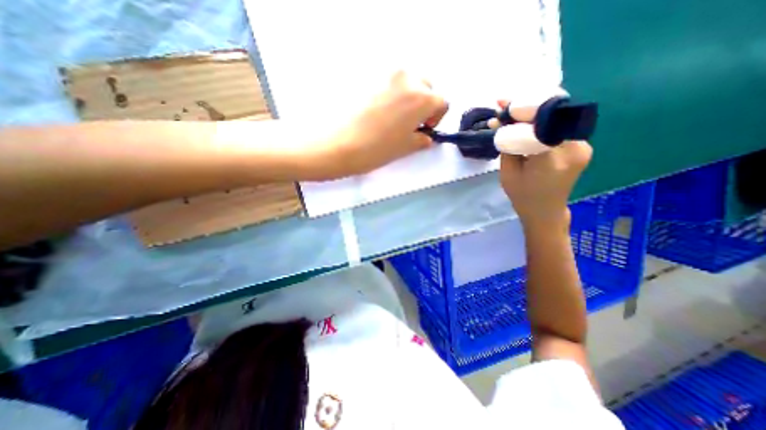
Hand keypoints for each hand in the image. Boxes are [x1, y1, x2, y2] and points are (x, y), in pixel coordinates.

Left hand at [319, 70, 449, 177]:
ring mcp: (386, 76)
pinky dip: (393, 95)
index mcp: (422, 97)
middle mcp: (407, 79)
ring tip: (398, 117)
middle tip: (413, 122)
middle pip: (427, 87)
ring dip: (410, 97)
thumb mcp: (407, 147)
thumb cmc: (379, 149)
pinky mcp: (369, 80)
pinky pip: (390, 84)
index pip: (442, 102)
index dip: (437, 118)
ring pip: (409, 82)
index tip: (426, 129)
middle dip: (425, 104)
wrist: (342, 145)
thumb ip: (422, 139)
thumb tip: (427, 136)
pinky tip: (383, 112)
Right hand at [497, 100, 591, 226]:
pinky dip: (543, 121)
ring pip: (557, 118)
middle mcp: (574, 148)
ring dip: (534, 113)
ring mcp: (583, 146)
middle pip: (551, 116)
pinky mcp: (582, 145)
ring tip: (514, 112)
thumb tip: (500, 122)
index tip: (503, 104)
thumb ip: (507, 145)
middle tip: (506, 104)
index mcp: (551, 160)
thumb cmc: (522, 195)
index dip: (521, 110)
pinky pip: (561, 126)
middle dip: (527, 106)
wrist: (545, 211)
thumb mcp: (507, 172)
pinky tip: (528, 122)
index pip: (539, 124)